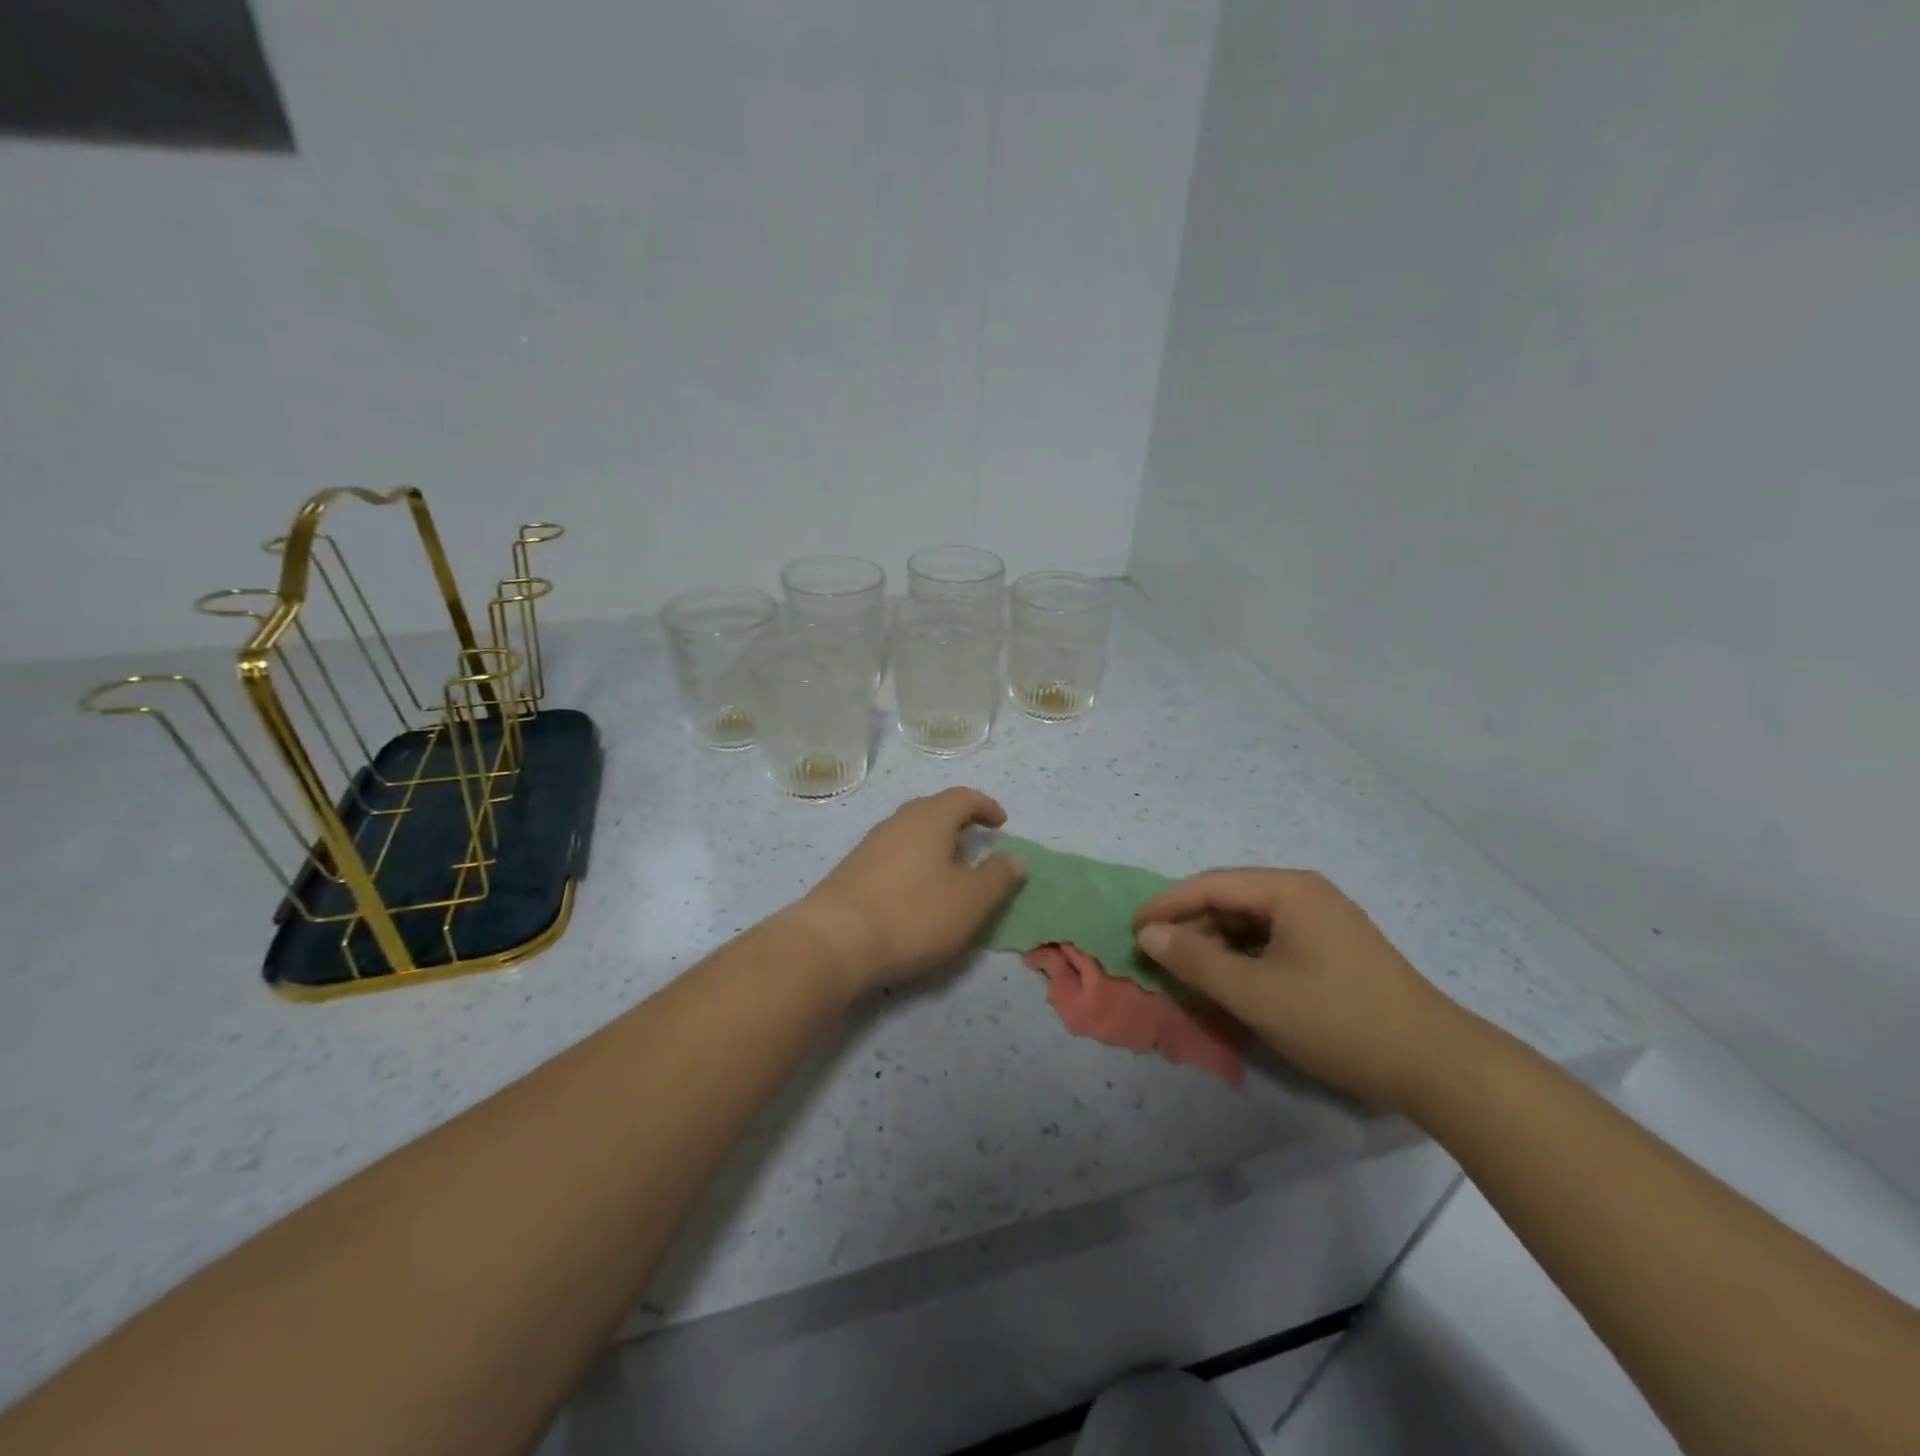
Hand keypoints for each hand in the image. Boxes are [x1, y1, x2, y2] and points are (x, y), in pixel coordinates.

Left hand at [787, 787, 1025, 998]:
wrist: (834, 941)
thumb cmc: (913, 914)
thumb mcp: (970, 900)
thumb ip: (998, 877)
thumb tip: (1016, 858)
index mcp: (930, 818)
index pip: (963, 797)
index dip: (986, 807)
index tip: (1002, 824)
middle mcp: (898, 822)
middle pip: (933, 811)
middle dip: (959, 824)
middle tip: (977, 845)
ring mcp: (870, 845)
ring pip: (911, 834)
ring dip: (935, 845)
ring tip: (950, 872)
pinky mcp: (852, 870)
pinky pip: (893, 855)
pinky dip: (913, 864)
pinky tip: (916, 892)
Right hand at [1133, 869, 1475, 1111]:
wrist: (1437, 1064)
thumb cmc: (1337, 1020)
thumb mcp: (1255, 993)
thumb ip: (1195, 961)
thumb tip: (1149, 934)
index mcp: (1288, 890)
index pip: (1210, 884)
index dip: (1167, 906)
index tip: (1133, 931)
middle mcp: (1306, 893)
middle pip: (1231, 899)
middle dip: (1191, 925)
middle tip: (1158, 956)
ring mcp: (1325, 919)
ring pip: (1252, 921)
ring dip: (1216, 942)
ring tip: (1189, 971)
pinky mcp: (1336, 947)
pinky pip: (1274, 939)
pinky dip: (1245, 955)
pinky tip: (1232, 980)